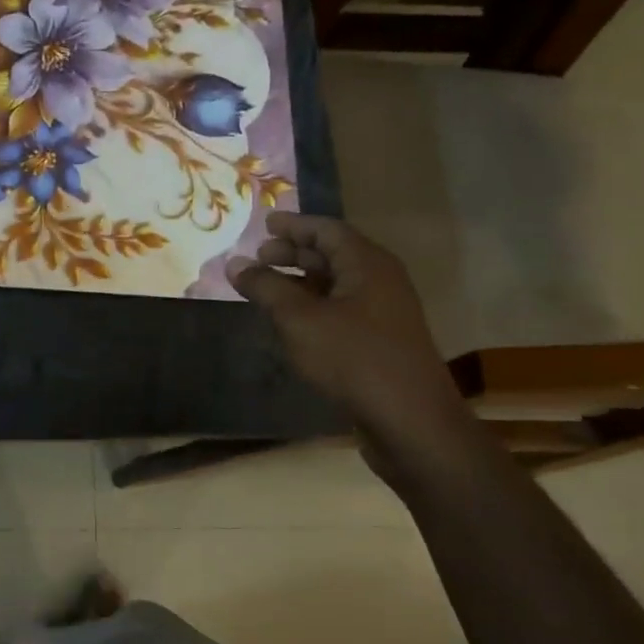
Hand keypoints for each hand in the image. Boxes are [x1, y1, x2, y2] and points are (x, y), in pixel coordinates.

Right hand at [227, 214, 469, 459]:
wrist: (408, 419)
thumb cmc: (352, 358)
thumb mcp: (299, 319)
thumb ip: (265, 287)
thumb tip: (235, 264)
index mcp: (367, 264)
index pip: (327, 229)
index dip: (294, 225)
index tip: (264, 224)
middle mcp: (379, 280)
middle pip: (333, 254)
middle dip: (294, 253)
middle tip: (259, 257)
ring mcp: (382, 312)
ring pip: (335, 284)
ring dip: (300, 281)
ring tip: (266, 289)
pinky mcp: (379, 340)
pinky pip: (341, 308)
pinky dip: (312, 306)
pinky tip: (290, 322)